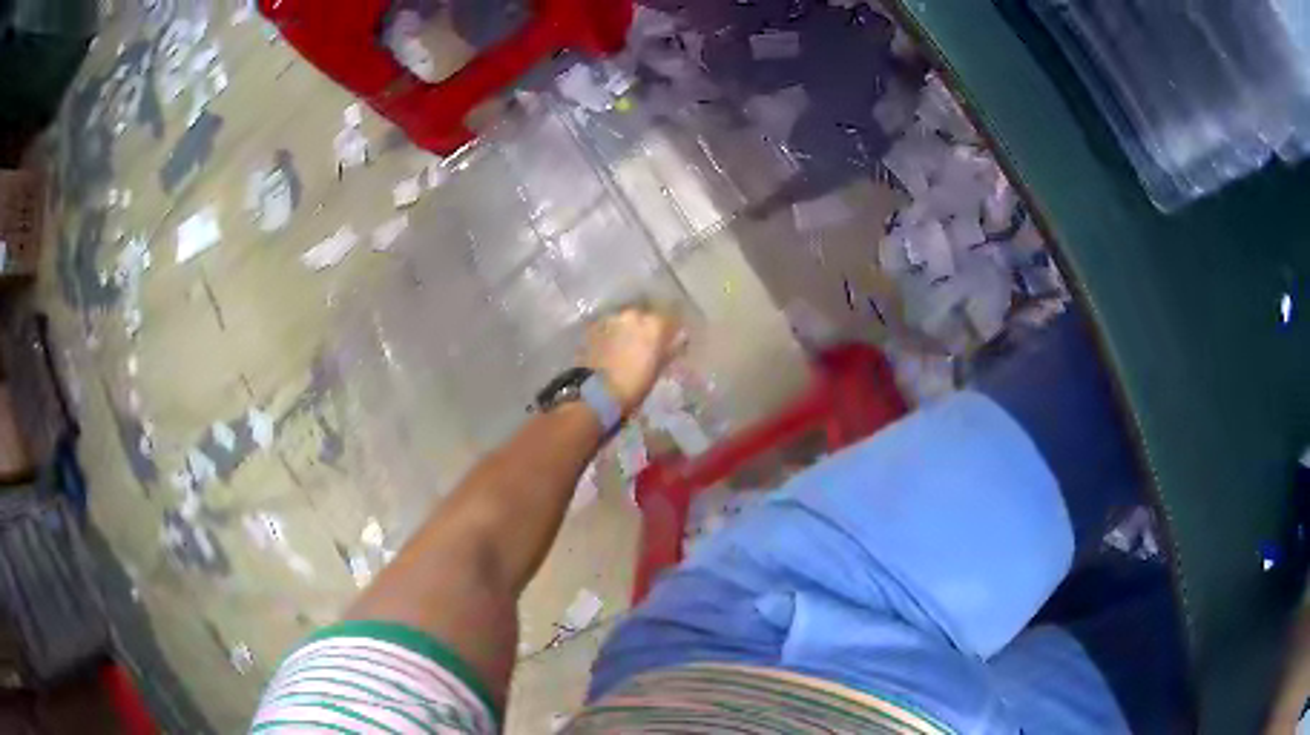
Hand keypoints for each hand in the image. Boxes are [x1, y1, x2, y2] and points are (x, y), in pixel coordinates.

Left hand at [584, 307, 684, 416]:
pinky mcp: (593, 326)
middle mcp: (634, 315)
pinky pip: (608, 325)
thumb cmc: (634, 385)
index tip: (671, 340)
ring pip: (625, 319)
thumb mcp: (658, 369)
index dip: (670, 330)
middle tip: (645, 343)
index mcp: (655, 325)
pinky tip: (609, 346)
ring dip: (627, 328)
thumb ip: (670, 349)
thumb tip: (680, 338)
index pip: (670, 319)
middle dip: (646, 327)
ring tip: (625, 345)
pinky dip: (611, 333)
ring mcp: (611, 318)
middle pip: (645, 316)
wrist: (596, 391)